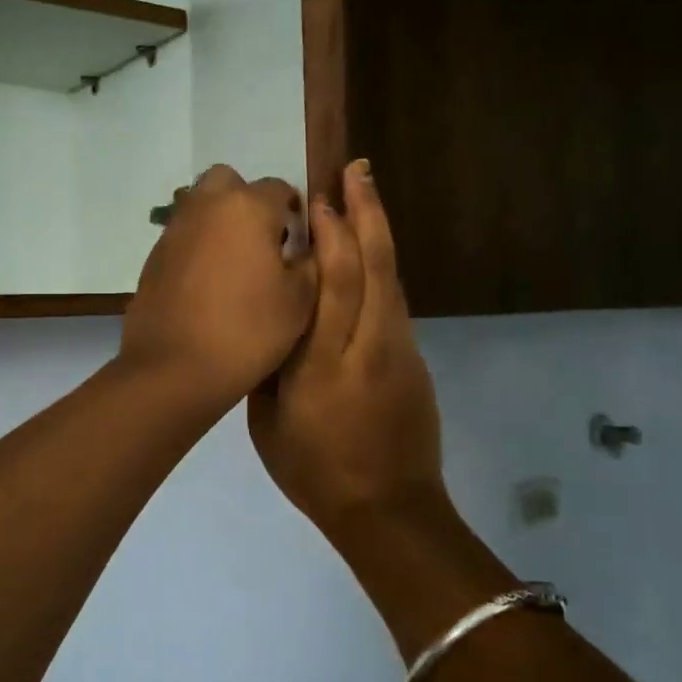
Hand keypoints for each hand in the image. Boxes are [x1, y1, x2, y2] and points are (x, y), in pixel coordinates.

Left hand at [119, 165, 317, 412]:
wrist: (174, 367)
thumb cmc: (248, 332)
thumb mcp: (300, 300)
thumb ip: (311, 260)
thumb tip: (304, 244)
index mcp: (248, 207)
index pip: (280, 188)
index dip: (294, 212)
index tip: (299, 241)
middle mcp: (207, 205)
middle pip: (230, 183)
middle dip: (248, 202)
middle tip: (263, 241)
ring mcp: (175, 228)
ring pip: (202, 205)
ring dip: (221, 221)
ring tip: (236, 264)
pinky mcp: (154, 254)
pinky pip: (184, 234)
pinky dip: (198, 245)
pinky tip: (208, 283)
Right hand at [248, 160, 443, 544]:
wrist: (389, 511)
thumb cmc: (315, 472)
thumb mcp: (267, 424)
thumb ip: (268, 365)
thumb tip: (269, 316)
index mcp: (325, 365)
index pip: (334, 286)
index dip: (330, 236)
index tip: (318, 198)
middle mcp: (369, 347)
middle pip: (375, 267)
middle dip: (366, 213)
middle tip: (356, 169)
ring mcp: (399, 351)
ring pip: (392, 278)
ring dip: (379, 231)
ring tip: (364, 192)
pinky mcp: (414, 359)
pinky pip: (394, 301)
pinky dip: (381, 266)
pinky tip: (367, 252)